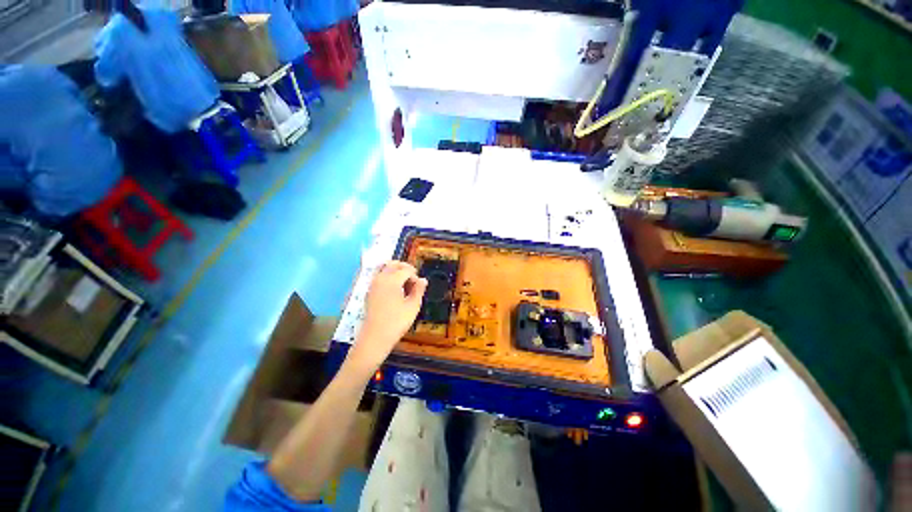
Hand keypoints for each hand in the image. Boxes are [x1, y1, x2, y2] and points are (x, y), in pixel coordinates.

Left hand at [346, 261, 427, 373]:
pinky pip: (379, 277)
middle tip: (413, 278)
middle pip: (393, 264)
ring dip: (395, 271)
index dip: (415, 276)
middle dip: (404, 267)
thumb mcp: (413, 306)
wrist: (375, 337)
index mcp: (392, 280)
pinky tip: (394, 290)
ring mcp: (373, 285)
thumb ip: (419, 290)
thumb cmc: (397, 321)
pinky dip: (388, 277)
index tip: (419, 286)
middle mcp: (380, 278)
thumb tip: (423, 279)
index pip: (406, 270)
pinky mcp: (369, 292)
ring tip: (404, 284)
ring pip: (384, 269)